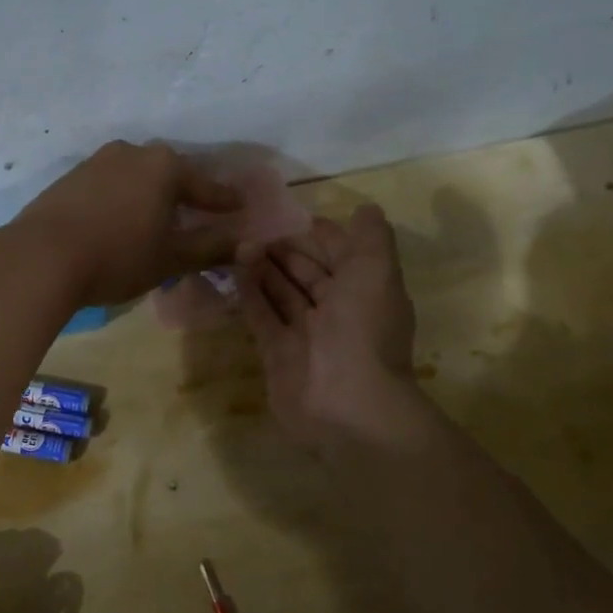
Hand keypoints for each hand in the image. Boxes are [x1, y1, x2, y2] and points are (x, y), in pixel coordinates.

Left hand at [14, 140, 243, 305]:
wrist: (41, 257)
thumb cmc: (118, 255)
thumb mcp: (171, 258)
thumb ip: (210, 248)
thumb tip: (247, 244)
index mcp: (163, 167)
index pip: (204, 185)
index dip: (223, 200)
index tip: (239, 206)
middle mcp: (131, 153)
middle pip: (168, 174)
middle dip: (184, 192)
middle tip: (197, 210)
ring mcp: (96, 162)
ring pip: (135, 176)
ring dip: (149, 195)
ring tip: (156, 216)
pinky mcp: (69, 178)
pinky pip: (108, 185)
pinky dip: (121, 199)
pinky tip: (119, 219)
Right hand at [238, 205, 422, 444]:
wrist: (347, 403)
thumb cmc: (364, 330)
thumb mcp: (377, 272)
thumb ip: (372, 238)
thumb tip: (366, 209)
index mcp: (366, 291)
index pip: (342, 254)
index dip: (320, 234)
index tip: (290, 214)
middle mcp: (338, 311)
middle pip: (308, 272)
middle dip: (286, 249)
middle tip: (254, 226)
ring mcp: (306, 333)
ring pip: (282, 291)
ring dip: (264, 267)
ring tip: (239, 241)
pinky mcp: (277, 352)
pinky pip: (262, 315)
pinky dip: (250, 292)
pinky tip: (235, 267)